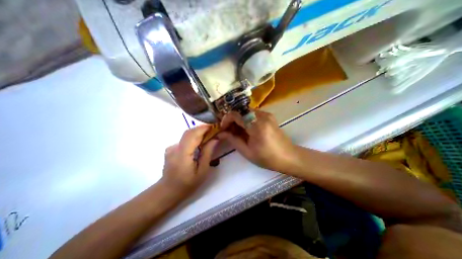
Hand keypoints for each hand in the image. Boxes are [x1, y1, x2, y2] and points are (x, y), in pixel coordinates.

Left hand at [161, 125, 217, 193]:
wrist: (168, 191)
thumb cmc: (188, 184)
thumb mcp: (202, 171)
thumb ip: (208, 153)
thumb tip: (215, 138)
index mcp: (183, 154)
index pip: (193, 135)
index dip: (204, 128)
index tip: (215, 126)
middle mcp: (175, 148)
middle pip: (189, 132)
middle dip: (202, 129)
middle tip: (213, 130)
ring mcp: (171, 147)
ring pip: (187, 135)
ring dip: (198, 133)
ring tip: (208, 136)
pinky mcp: (171, 149)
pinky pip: (184, 139)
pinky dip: (193, 138)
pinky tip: (199, 143)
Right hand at [218, 109, 297, 171]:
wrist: (288, 156)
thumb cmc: (267, 158)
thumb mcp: (247, 152)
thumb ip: (233, 140)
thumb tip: (220, 134)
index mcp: (257, 125)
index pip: (236, 114)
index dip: (226, 120)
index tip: (223, 129)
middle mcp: (262, 116)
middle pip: (240, 111)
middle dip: (232, 120)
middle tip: (229, 131)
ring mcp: (267, 114)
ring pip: (246, 112)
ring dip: (239, 120)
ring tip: (237, 132)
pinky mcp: (269, 116)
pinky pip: (253, 114)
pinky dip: (246, 120)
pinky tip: (246, 130)